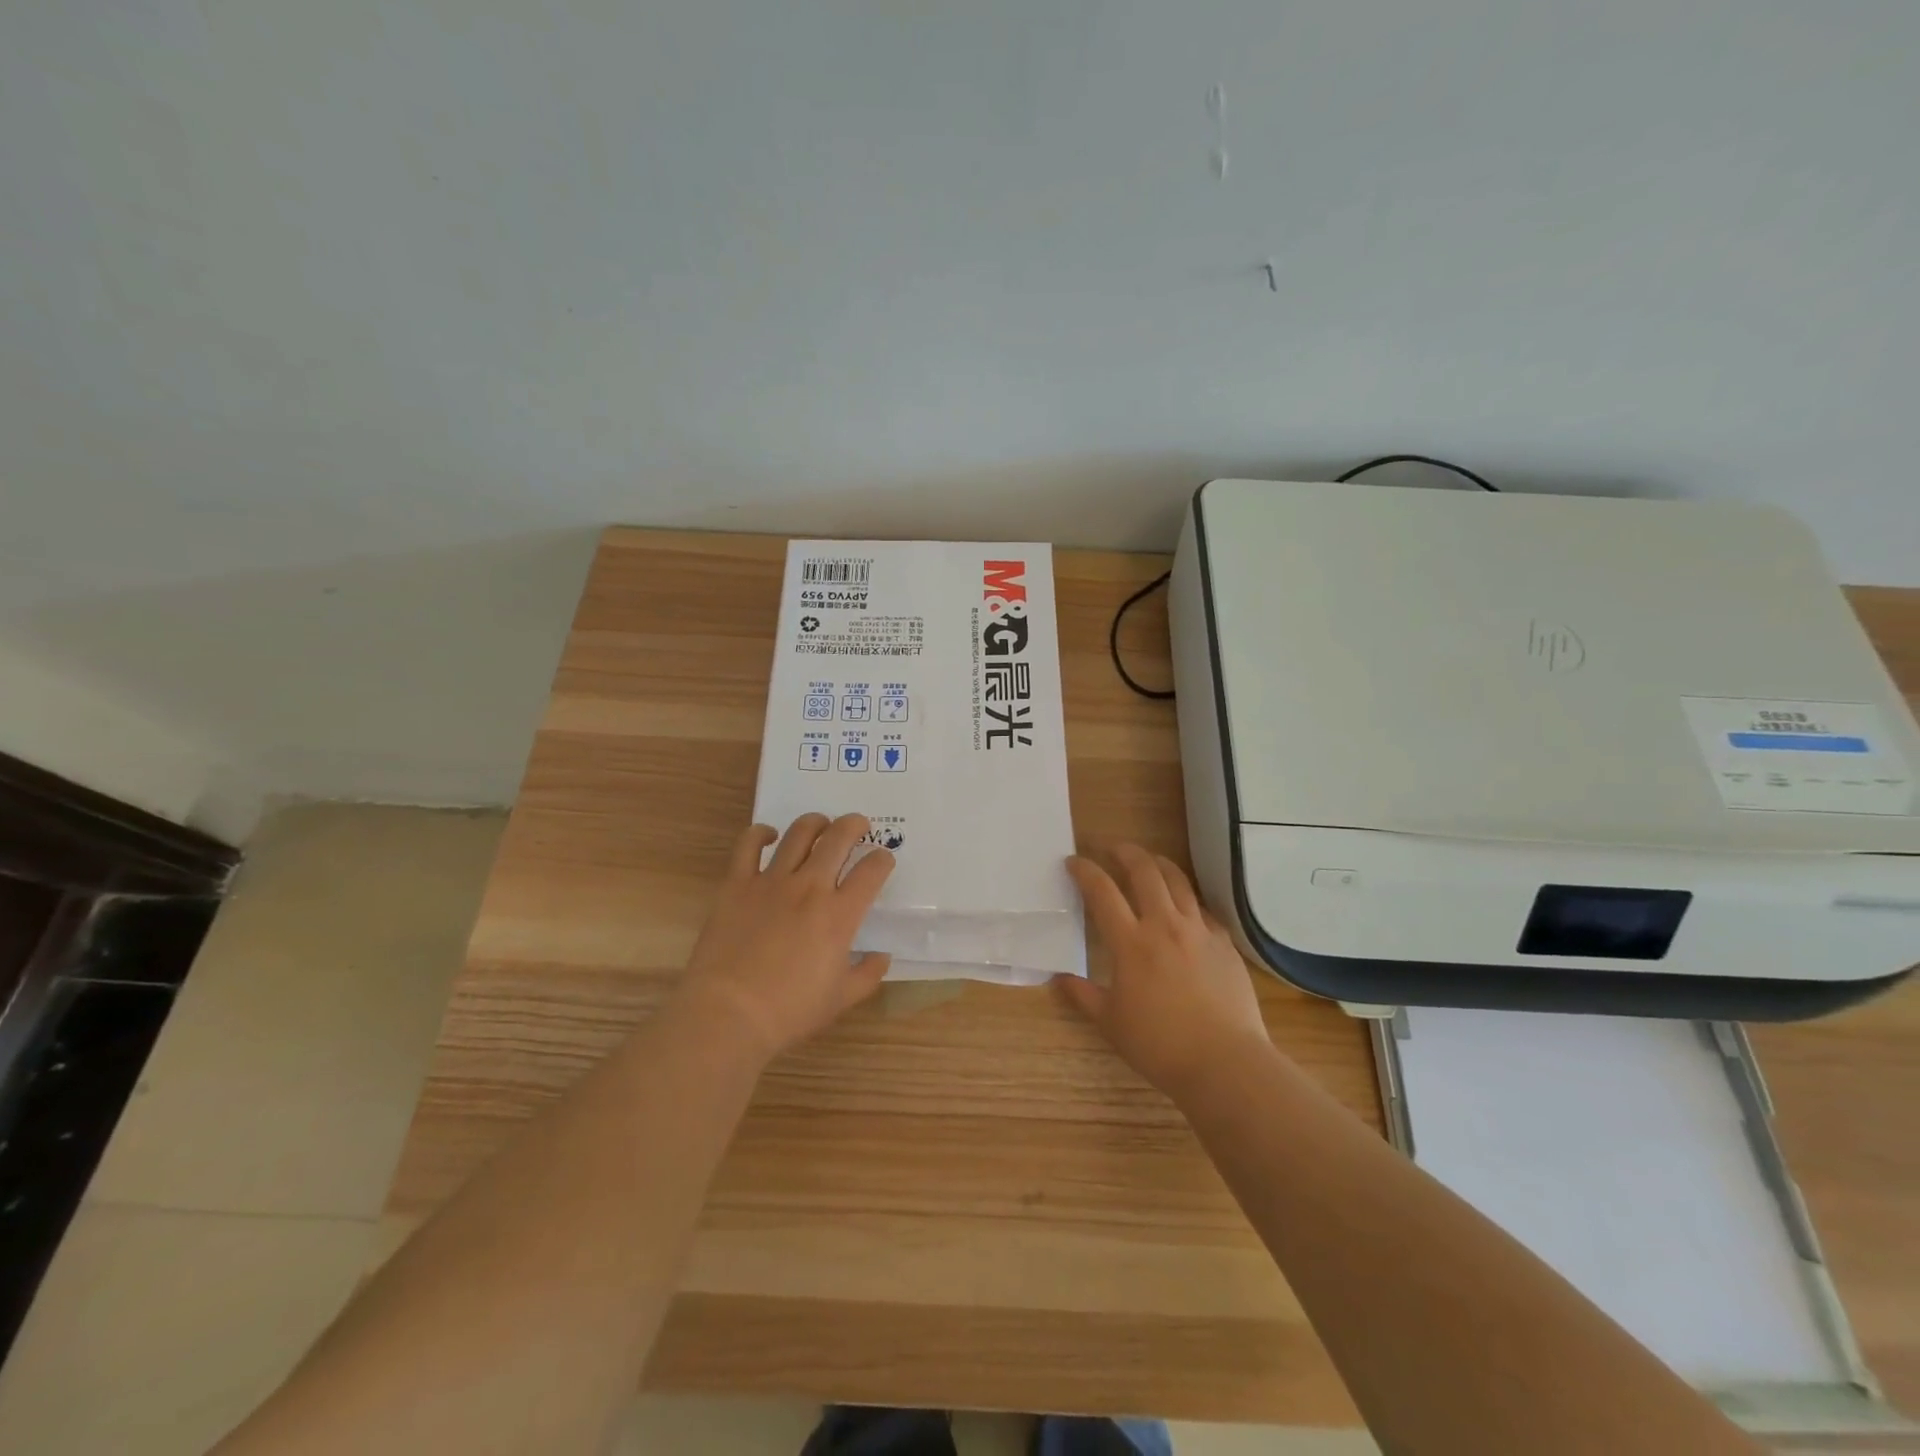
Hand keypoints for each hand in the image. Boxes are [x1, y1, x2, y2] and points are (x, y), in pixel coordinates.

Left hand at [675, 813, 894, 1062]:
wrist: (729, 1014)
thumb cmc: (789, 1011)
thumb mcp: (841, 999)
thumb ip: (868, 974)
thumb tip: (881, 956)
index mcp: (840, 914)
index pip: (872, 871)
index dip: (883, 860)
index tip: (883, 860)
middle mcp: (810, 887)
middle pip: (838, 838)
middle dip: (854, 825)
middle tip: (858, 826)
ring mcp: (771, 881)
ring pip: (799, 834)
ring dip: (816, 823)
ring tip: (821, 825)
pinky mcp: (737, 884)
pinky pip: (748, 845)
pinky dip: (760, 833)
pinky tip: (768, 836)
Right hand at [1057, 844, 1270, 1101]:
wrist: (1225, 1062)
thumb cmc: (1160, 1045)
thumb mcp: (1111, 1023)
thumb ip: (1083, 996)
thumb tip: (1059, 978)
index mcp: (1131, 942)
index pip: (1102, 891)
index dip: (1085, 871)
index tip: (1073, 862)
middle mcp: (1164, 925)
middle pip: (1144, 871)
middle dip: (1124, 852)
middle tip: (1111, 848)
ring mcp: (1199, 931)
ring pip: (1178, 881)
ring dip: (1158, 864)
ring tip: (1148, 860)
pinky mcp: (1224, 943)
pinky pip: (1203, 909)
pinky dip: (1187, 898)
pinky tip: (1184, 906)